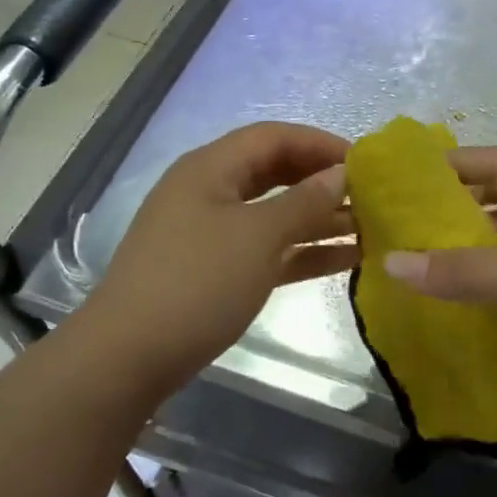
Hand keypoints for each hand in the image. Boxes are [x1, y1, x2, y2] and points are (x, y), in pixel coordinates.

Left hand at [84, 122, 355, 400]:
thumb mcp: (258, 237)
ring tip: (369, 226)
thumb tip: (340, 174)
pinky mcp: (215, 270)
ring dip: (318, 218)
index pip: (273, 138)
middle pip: (274, 172)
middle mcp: (210, 191)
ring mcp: (211, 232)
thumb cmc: (197, 283)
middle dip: (321, 180)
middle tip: (369, 194)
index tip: (365, 162)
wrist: (127, 359)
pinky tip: (345, 259)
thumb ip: (304, 202)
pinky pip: (267, 247)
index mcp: (211, 168)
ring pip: (274, 212)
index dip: (320, 143)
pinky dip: (301, 250)